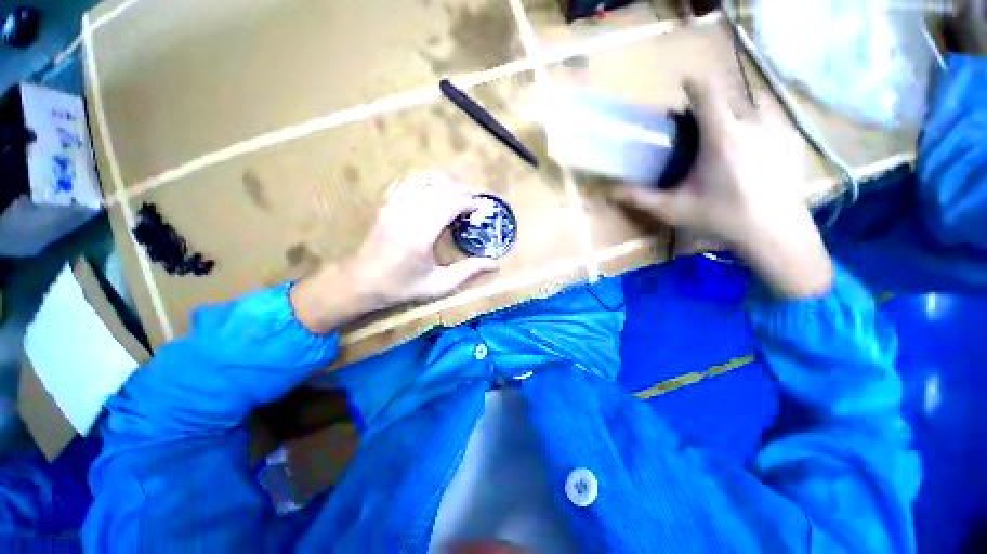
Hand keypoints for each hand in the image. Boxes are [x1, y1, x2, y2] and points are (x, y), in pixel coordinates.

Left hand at [348, 172, 497, 306]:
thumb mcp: (438, 285)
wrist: (362, 282)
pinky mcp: (387, 204)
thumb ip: (467, 272)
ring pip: (423, 180)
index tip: (482, 207)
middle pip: (439, 189)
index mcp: (419, 235)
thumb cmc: (401, 286)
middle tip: (477, 197)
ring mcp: (393, 205)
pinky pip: (407, 182)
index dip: (468, 202)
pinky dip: (425, 180)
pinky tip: (435, 186)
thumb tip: (495, 263)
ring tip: (460, 190)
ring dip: (446, 181)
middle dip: (462, 189)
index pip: (449, 205)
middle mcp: (406, 214)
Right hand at [611, 78, 832, 298]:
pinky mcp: (794, 138)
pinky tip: (756, 145)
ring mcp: (779, 128)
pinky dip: (761, 122)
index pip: (708, 92)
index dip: (694, 84)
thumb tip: (609, 191)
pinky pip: (775, 117)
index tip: (684, 84)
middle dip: (712, 106)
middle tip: (701, 127)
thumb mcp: (674, 209)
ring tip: (730, 131)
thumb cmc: (721, 218)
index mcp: (722, 136)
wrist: (775, 233)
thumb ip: (640, 197)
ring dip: (739, 110)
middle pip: (729, 97)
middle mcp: (753, 123)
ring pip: (755, 102)